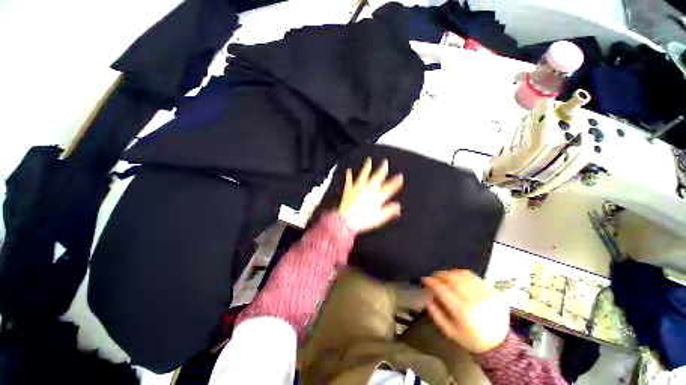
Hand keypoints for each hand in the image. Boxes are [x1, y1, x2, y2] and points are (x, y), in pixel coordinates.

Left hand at [338, 158, 403, 232]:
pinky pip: (349, 181)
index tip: (400, 176)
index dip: (395, 182)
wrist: (347, 221)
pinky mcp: (349, 190)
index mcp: (376, 197)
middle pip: (376, 178)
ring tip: (368, 160)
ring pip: (363, 175)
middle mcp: (368, 190)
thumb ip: (389, 211)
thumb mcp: (379, 218)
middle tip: (385, 162)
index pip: (388, 188)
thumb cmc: (363, 221)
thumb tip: (398, 206)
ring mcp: (358, 188)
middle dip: (382, 170)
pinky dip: (349, 175)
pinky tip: (349, 170)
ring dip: (366, 167)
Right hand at [423, 270, 509, 353]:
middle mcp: (475, 299)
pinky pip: (474, 277)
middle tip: (434, 276)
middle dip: (440, 274)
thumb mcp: (450, 331)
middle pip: (453, 278)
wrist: (499, 344)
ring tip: (445, 276)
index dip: (431, 281)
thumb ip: (436, 313)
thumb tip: (427, 295)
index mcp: (463, 311)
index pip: (443, 289)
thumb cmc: (472, 339)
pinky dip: (463, 275)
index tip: (425, 279)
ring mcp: (486, 294)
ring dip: (451, 273)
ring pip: (463, 274)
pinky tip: (458, 278)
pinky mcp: (494, 291)